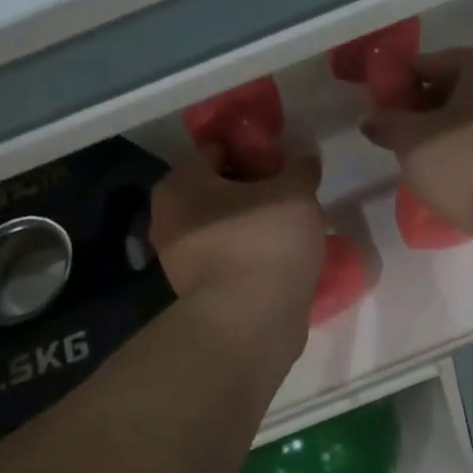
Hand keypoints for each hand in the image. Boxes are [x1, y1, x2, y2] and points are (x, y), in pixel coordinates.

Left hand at [149, 144, 326, 354]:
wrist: (249, 323)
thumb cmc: (265, 242)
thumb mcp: (295, 193)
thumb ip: (300, 168)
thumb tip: (303, 157)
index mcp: (180, 183)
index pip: (218, 150)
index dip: (255, 151)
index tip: (286, 163)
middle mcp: (168, 216)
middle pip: (220, 189)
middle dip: (256, 190)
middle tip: (294, 196)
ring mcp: (178, 258)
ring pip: (225, 226)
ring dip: (255, 224)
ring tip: (294, 229)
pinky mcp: (197, 290)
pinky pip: (230, 257)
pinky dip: (251, 254)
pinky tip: (282, 258)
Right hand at [360, 46, 472, 236]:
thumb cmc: (467, 163)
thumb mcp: (413, 141)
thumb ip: (387, 123)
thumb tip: (372, 120)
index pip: (428, 65)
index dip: (397, 88)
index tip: (379, 114)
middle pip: (453, 90)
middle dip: (422, 113)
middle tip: (398, 141)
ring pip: (471, 118)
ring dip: (444, 134)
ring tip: (421, 162)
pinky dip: (467, 151)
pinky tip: (450, 174)